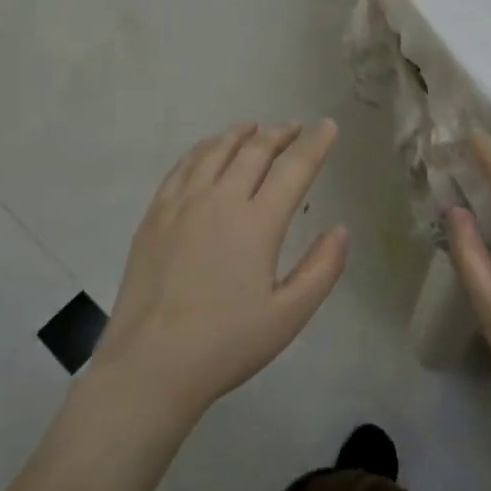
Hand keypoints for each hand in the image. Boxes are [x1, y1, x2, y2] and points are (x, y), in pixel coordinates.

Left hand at [94, 121, 346, 426]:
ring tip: (255, 128)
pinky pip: (183, 165)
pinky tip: (209, 150)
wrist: (151, 363)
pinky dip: (204, 148)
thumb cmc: (226, 344)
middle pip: (255, 150)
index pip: (294, 167)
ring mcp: (183, 202)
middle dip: (280, 133)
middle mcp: (221, 199)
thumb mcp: (288, 316)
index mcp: (258, 222)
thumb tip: (340, 230)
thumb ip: (321, 269)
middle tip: (296, 128)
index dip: (315, 143)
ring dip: (241, 134)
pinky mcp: (155, 213)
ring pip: (216, 150)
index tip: (328, 126)